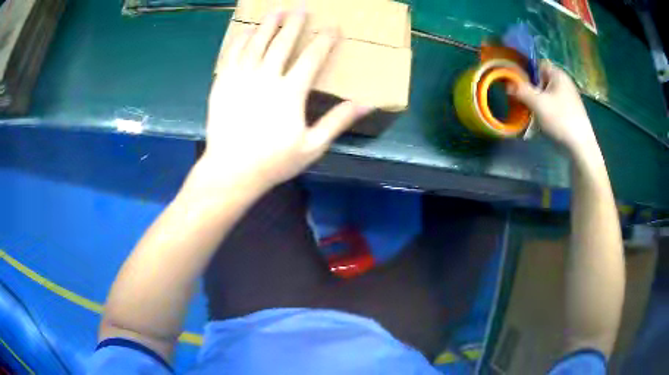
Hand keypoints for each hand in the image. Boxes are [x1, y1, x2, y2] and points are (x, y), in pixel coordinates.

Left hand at [201, 11, 370, 191]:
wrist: (230, 170)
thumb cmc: (273, 162)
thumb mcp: (312, 147)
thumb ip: (338, 121)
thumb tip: (366, 103)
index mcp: (290, 93)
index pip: (312, 58)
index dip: (324, 40)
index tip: (333, 27)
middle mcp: (265, 78)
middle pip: (282, 43)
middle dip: (294, 24)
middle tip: (301, 9)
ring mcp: (241, 79)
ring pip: (256, 43)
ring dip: (268, 25)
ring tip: (276, 11)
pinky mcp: (222, 84)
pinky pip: (231, 55)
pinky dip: (239, 40)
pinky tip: (246, 32)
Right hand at [509, 61, 599, 157]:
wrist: (581, 147)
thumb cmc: (560, 120)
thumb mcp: (537, 103)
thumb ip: (521, 90)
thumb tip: (507, 84)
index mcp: (558, 75)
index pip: (537, 64)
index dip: (526, 72)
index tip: (518, 85)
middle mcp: (564, 83)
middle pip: (541, 81)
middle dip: (530, 91)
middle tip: (522, 102)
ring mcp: (568, 98)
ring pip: (546, 95)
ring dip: (536, 104)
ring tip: (530, 116)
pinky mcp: (570, 112)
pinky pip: (553, 106)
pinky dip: (545, 112)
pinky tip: (541, 124)